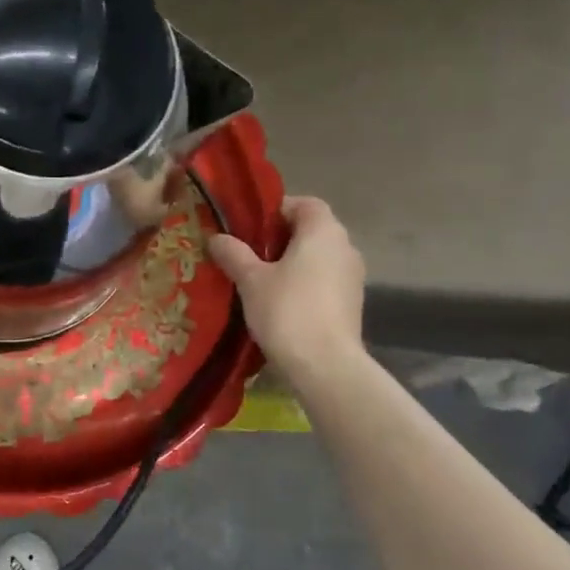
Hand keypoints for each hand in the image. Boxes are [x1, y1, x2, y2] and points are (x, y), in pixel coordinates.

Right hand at [208, 196, 365, 383]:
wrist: (326, 365)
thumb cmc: (287, 311)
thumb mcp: (251, 280)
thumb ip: (234, 253)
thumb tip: (217, 238)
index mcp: (323, 231)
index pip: (304, 204)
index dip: (276, 210)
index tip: (249, 227)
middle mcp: (345, 247)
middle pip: (311, 230)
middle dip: (280, 238)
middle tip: (248, 254)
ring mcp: (352, 277)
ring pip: (318, 258)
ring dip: (292, 263)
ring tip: (259, 281)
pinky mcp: (352, 303)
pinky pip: (324, 281)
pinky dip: (304, 284)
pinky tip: (279, 303)